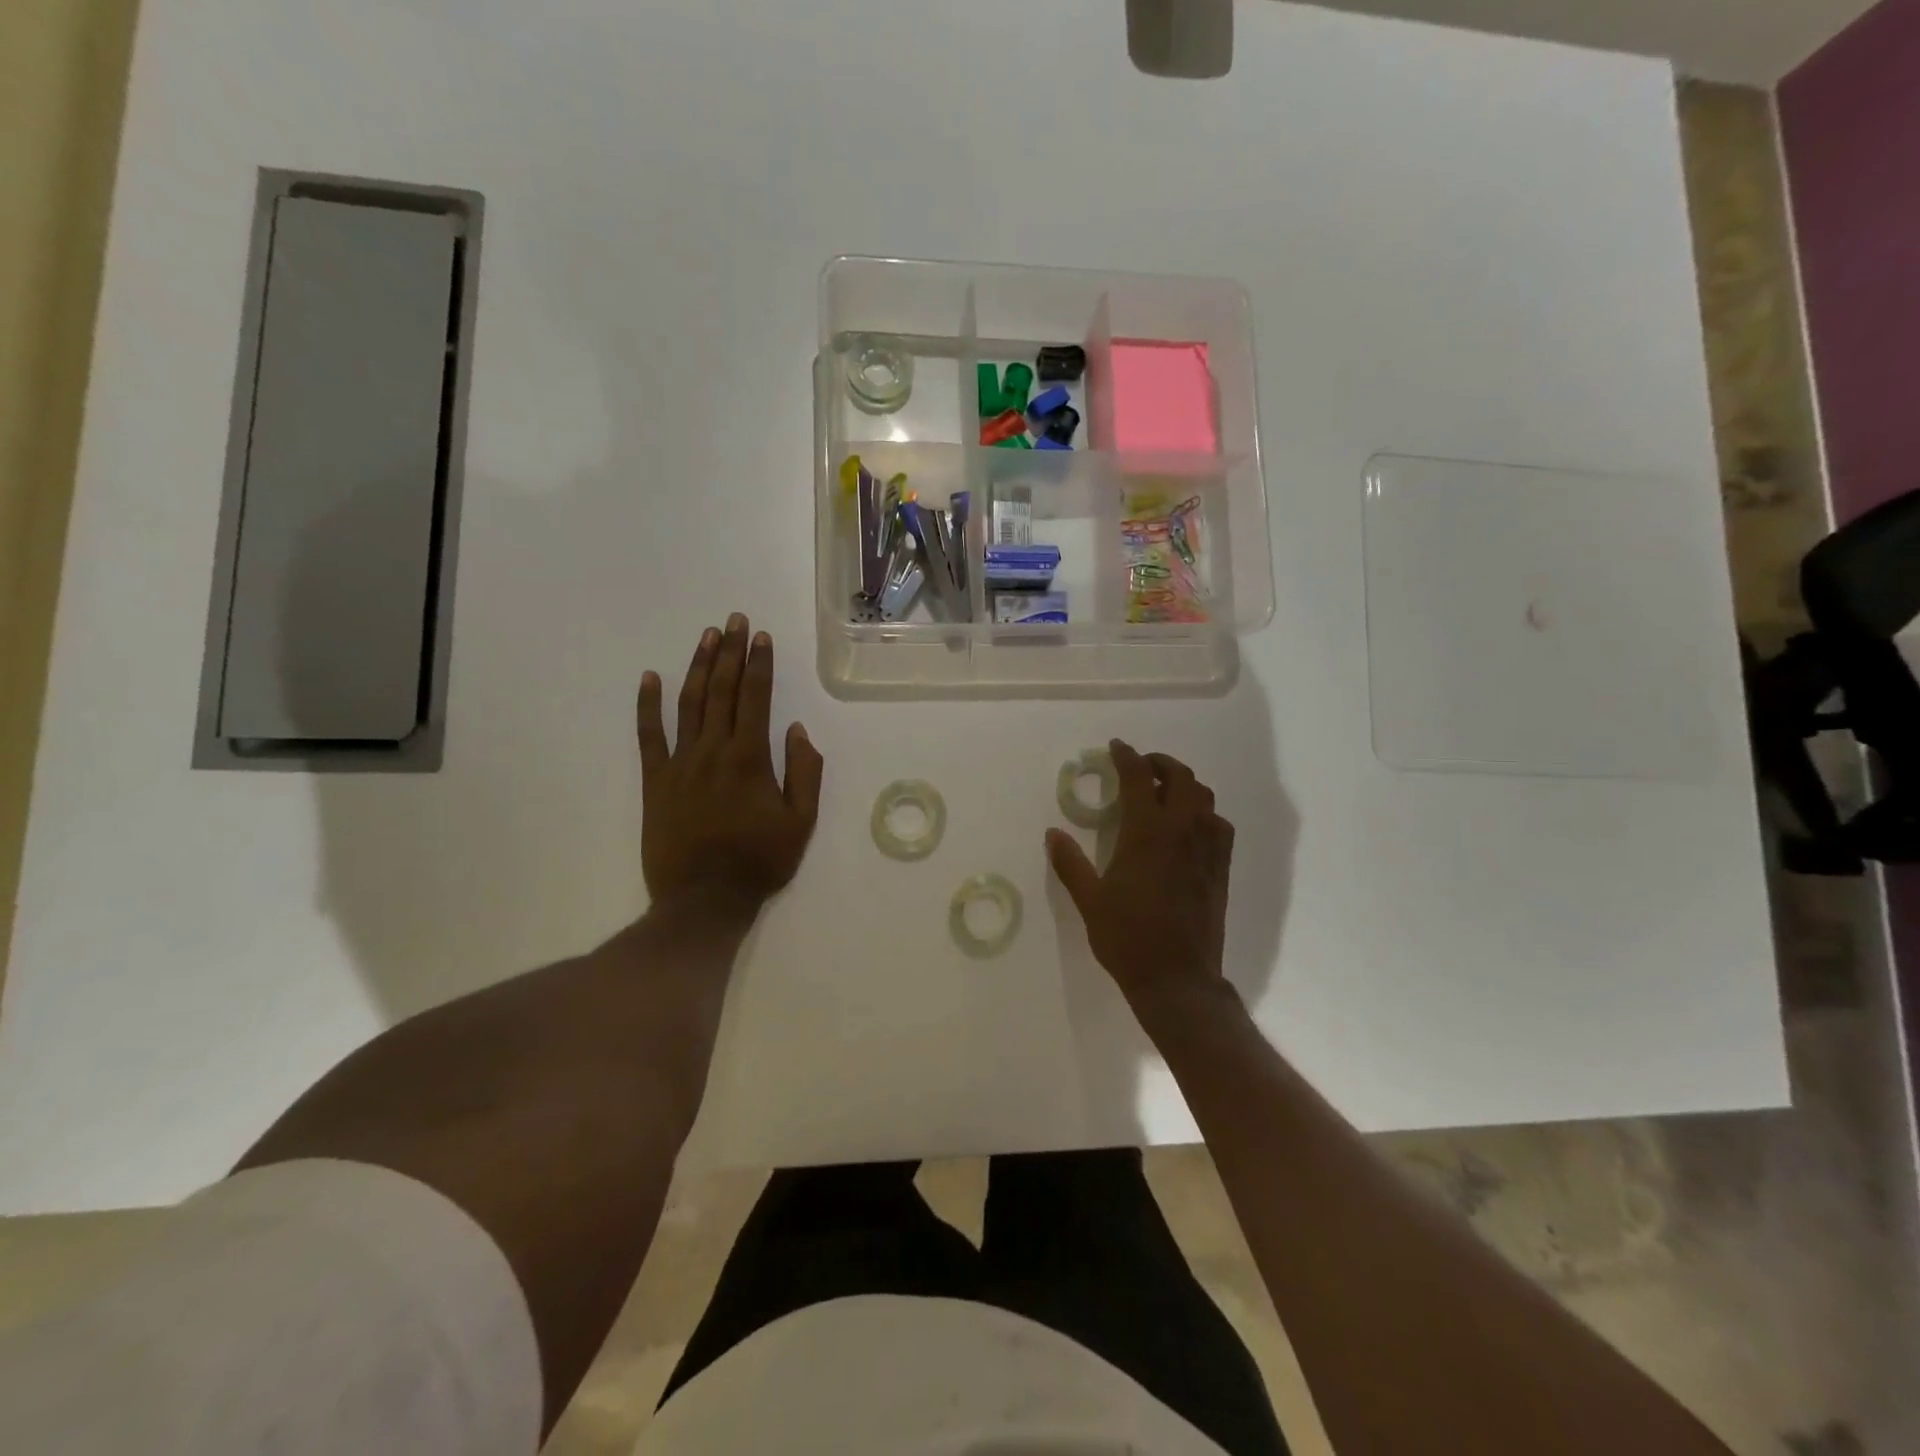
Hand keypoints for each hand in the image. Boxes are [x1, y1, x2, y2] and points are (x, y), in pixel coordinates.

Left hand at [637, 614, 823, 915]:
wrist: (704, 899)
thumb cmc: (759, 862)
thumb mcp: (801, 822)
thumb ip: (804, 773)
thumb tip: (796, 730)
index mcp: (750, 758)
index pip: (756, 698)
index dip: (759, 664)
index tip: (760, 636)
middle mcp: (713, 750)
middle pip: (721, 690)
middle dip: (729, 652)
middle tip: (734, 620)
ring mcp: (680, 763)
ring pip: (688, 704)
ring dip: (698, 667)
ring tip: (706, 637)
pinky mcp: (655, 781)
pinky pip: (648, 736)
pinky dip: (647, 705)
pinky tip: (650, 678)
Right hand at [1046, 741, 1234, 1013]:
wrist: (1177, 979)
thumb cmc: (1127, 938)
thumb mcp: (1090, 901)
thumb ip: (1070, 863)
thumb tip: (1053, 833)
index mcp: (1147, 832)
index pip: (1138, 778)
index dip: (1126, 757)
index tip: (1116, 747)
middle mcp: (1182, 831)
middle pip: (1180, 777)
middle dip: (1160, 763)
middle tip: (1141, 766)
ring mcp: (1207, 849)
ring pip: (1204, 797)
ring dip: (1184, 784)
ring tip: (1165, 790)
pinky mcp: (1221, 869)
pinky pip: (1219, 825)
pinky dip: (1204, 812)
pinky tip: (1190, 826)